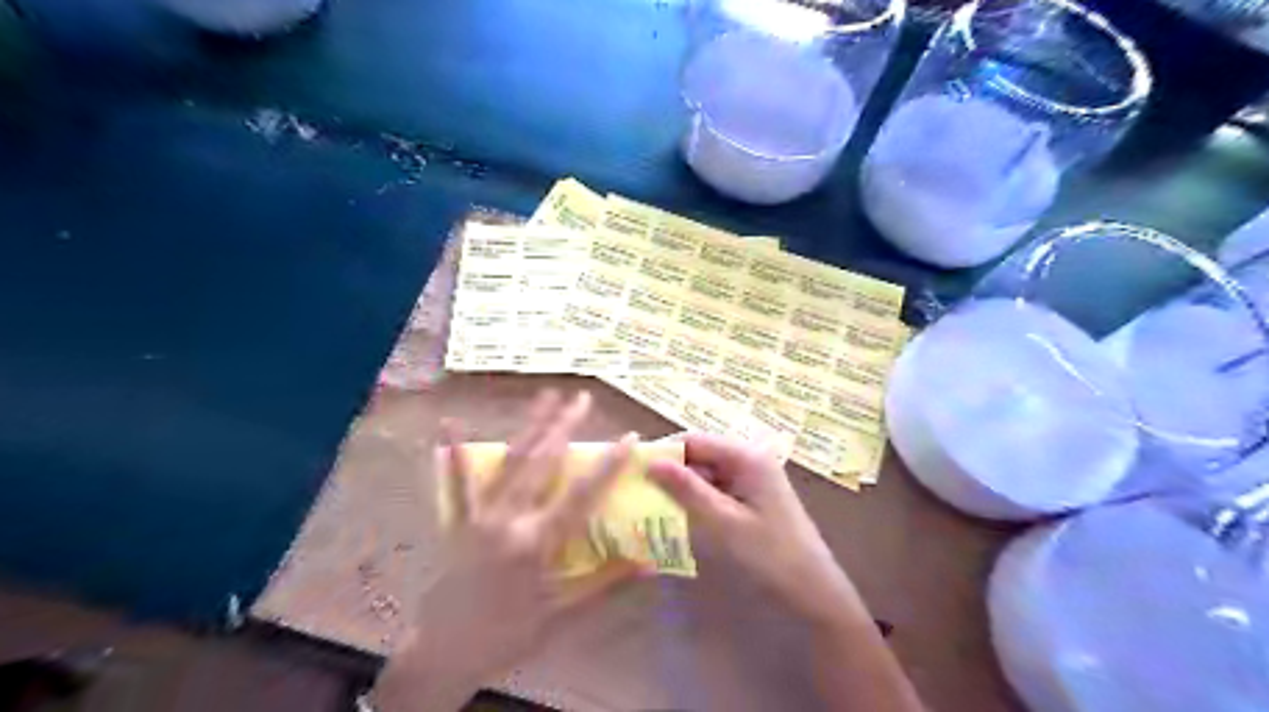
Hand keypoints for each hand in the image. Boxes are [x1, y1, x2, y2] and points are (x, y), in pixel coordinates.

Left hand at [374, 391, 639, 709]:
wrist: (444, 653)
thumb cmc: (509, 635)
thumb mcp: (562, 615)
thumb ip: (606, 586)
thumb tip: (647, 565)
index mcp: (538, 542)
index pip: (581, 495)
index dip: (608, 464)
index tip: (629, 437)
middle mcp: (509, 519)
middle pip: (543, 463)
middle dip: (565, 427)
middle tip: (583, 398)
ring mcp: (479, 515)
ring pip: (510, 462)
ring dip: (530, 426)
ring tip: (546, 395)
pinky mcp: (457, 520)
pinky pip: (456, 481)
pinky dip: (454, 451)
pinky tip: (448, 422)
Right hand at [654, 434, 861, 627]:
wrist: (813, 590)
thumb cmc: (770, 554)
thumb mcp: (723, 522)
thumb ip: (687, 490)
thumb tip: (651, 462)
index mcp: (746, 456)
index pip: (694, 440)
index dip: (664, 452)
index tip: (634, 470)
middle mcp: (749, 458)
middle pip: (700, 454)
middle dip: (672, 471)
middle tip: (640, 491)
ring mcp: (751, 477)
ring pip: (706, 472)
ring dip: (683, 486)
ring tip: (652, 505)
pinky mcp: (751, 496)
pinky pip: (717, 488)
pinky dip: (698, 498)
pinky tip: (680, 515)